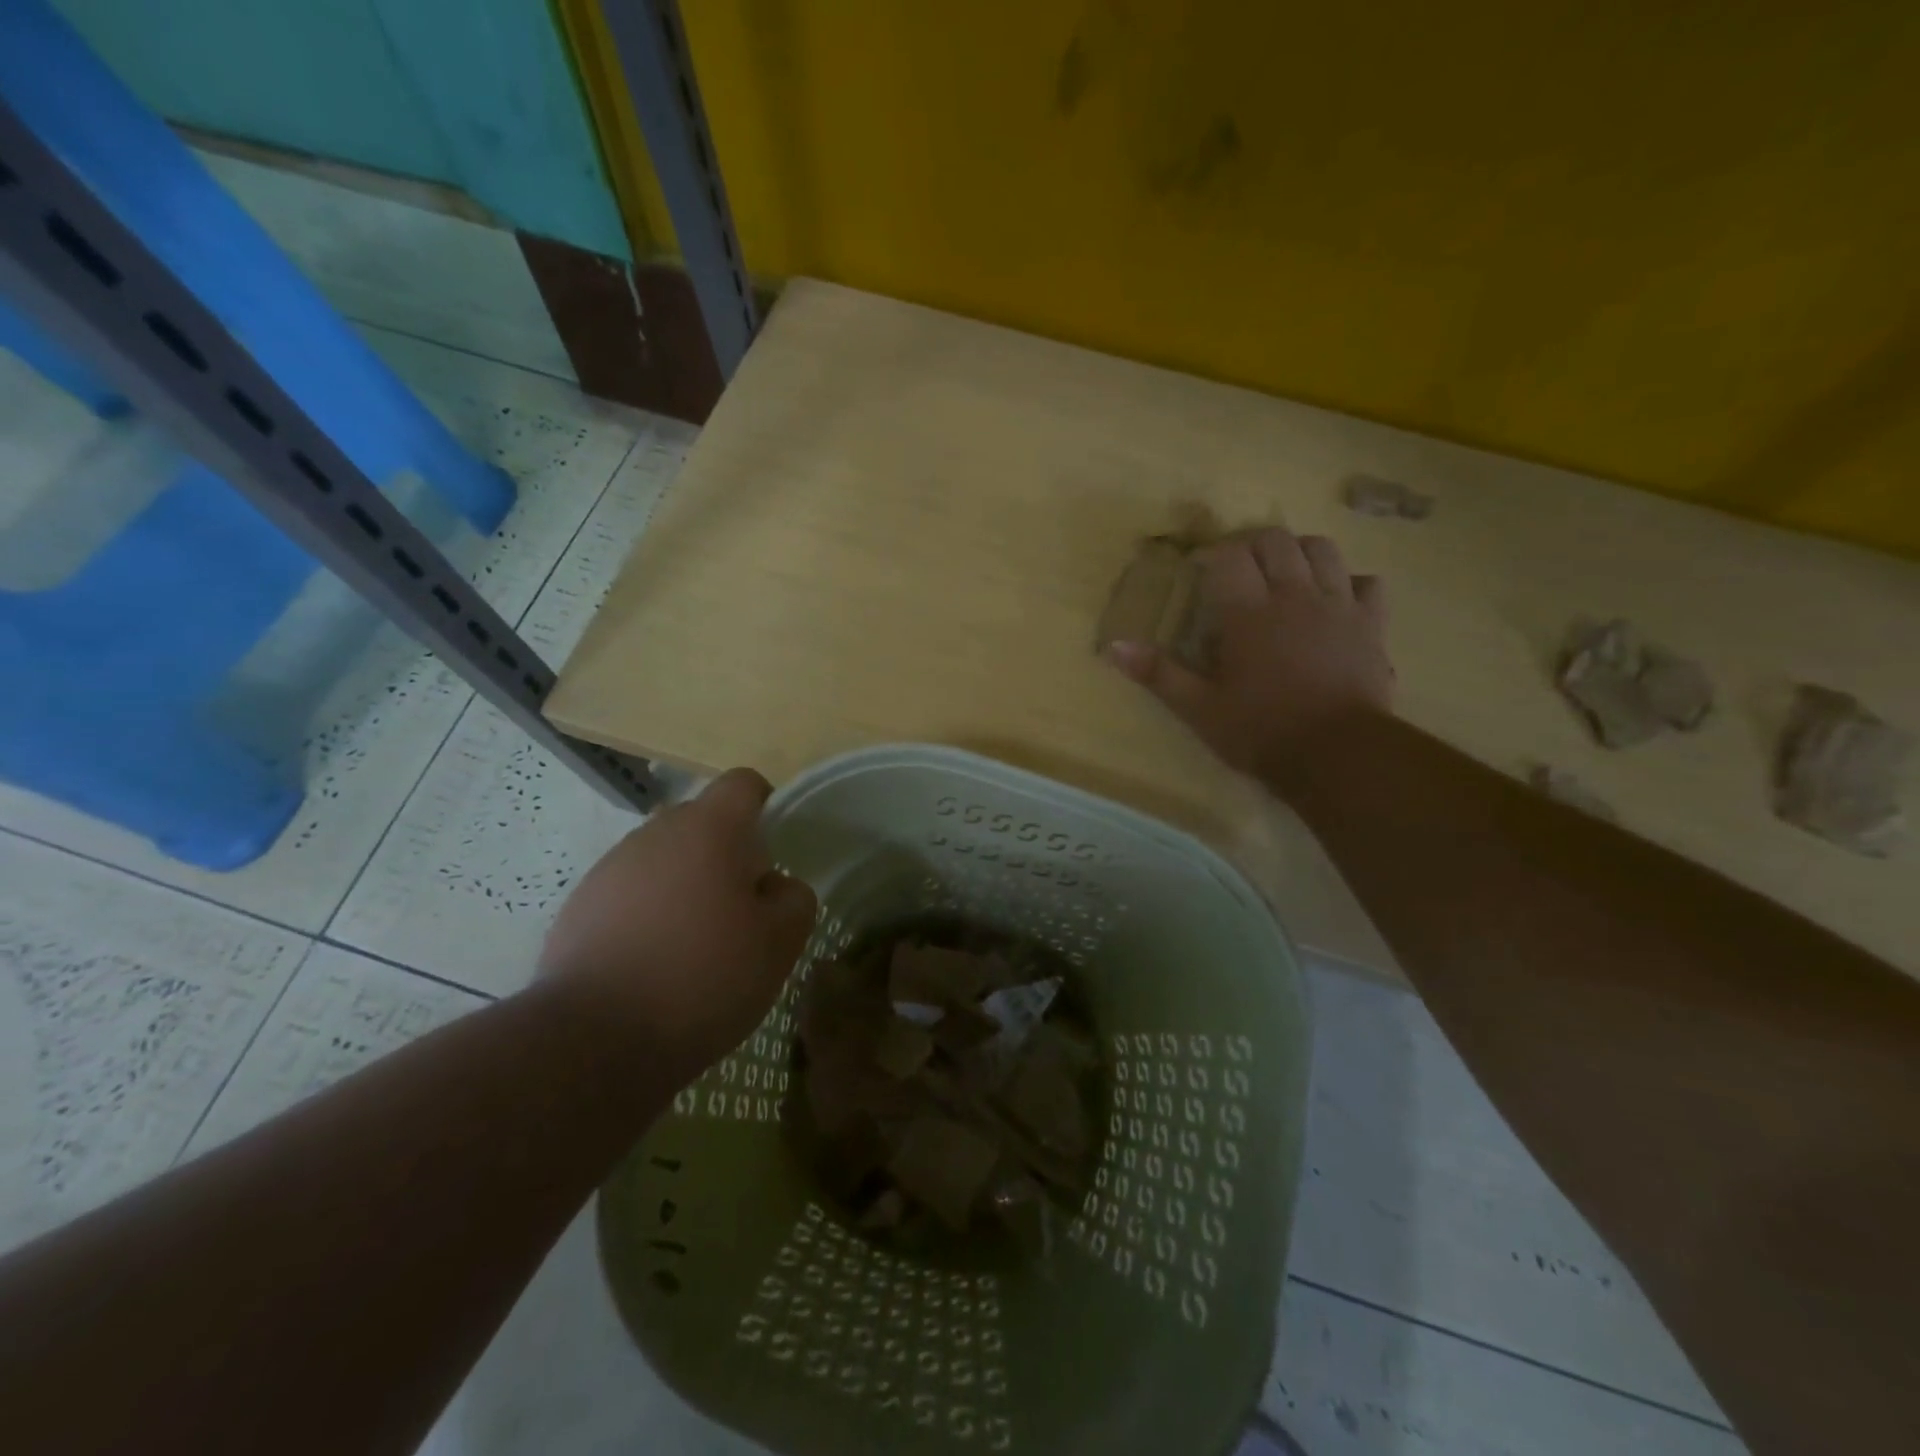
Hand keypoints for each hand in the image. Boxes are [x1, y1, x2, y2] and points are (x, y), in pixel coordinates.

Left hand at [538, 768, 816, 1084]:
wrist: (592, 1039)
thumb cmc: (703, 978)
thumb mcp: (780, 943)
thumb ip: (794, 899)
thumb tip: (775, 886)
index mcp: (709, 829)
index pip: (744, 784)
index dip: (766, 808)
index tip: (774, 855)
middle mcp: (655, 833)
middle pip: (702, 822)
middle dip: (726, 854)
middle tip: (740, 910)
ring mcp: (610, 868)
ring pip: (664, 859)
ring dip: (685, 885)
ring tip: (693, 945)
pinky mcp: (578, 906)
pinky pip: (629, 893)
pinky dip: (648, 914)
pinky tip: (653, 964)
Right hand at [1108, 528, 1393, 790]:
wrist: (1338, 754)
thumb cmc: (1261, 731)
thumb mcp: (1199, 709)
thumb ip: (1158, 673)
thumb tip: (1113, 647)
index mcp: (1248, 613)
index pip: (1229, 556)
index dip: (1212, 555)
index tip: (1200, 571)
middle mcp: (1293, 595)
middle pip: (1276, 540)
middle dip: (1252, 545)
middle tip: (1237, 569)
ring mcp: (1338, 605)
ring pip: (1322, 550)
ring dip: (1299, 552)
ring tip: (1283, 574)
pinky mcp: (1371, 624)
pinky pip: (1368, 583)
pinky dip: (1349, 582)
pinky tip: (1335, 599)